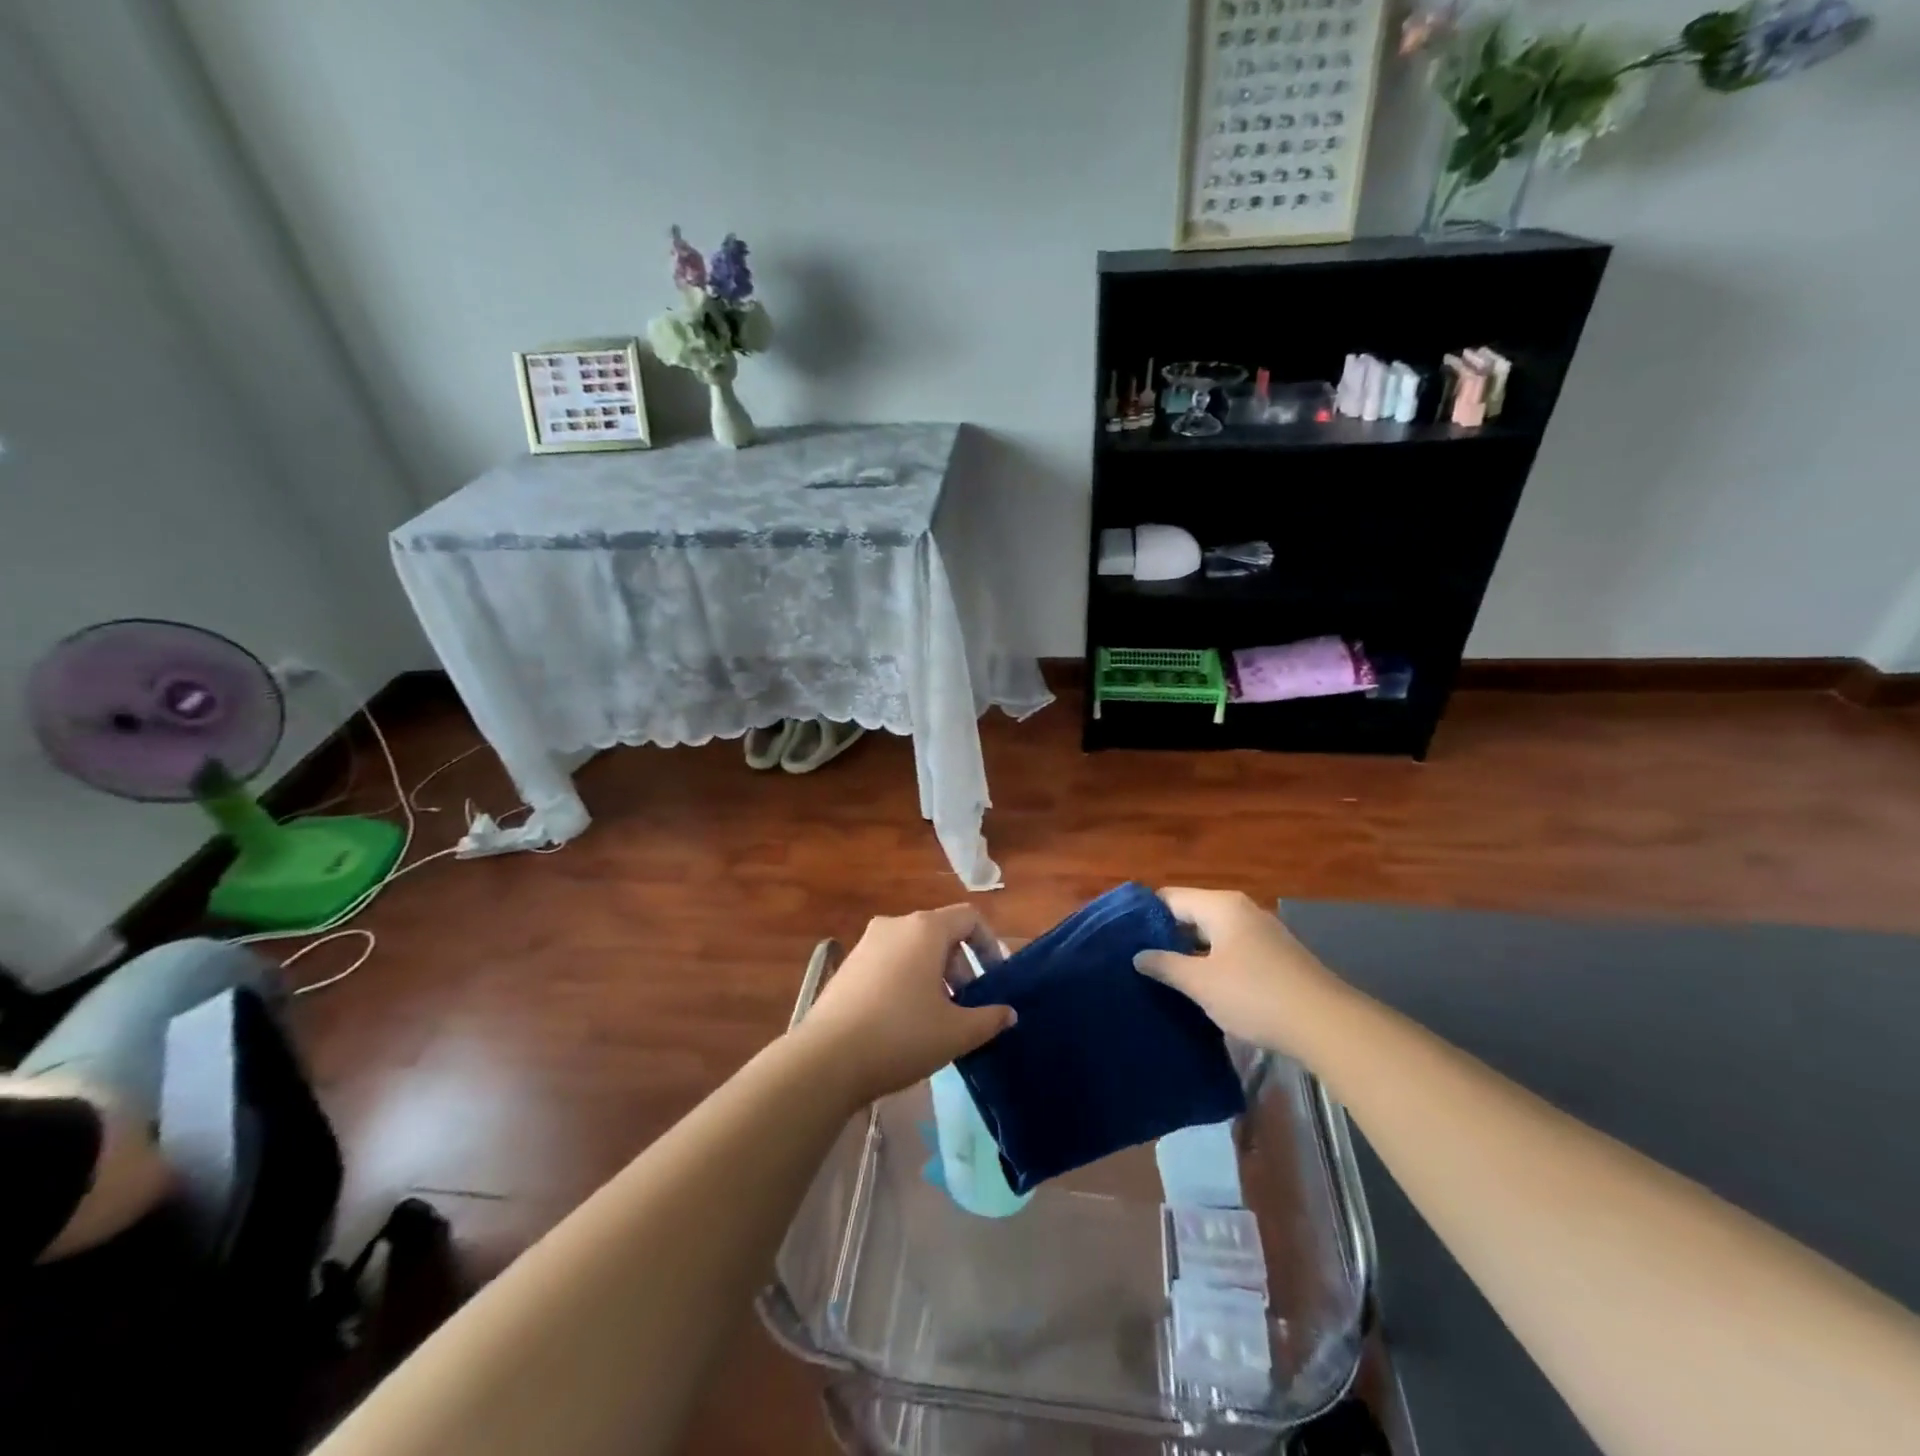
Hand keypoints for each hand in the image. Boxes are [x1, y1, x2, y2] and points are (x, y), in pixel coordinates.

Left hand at [793, 905, 1015, 1105]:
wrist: (826, 1059)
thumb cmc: (901, 1036)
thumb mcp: (956, 1032)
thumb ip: (989, 1019)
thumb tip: (1008, 1014)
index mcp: (925, 929)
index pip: (969, 918)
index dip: (989, 945)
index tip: (994, 980)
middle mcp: (894, 925)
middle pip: (940, 934)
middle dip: (960, 966)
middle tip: (966, 1006)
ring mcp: (866, 944)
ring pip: (913, 950)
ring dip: (933, 976)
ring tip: (937, 1018)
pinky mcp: (847, 966)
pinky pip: (888, 963)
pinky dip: (905, 982)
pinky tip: (902, 1022)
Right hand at [1133, 888, 1344, 1060]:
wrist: (1327, 1025)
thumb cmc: (1255, 995)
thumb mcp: (1200, 983)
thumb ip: (1165, 966)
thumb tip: (1138, 956)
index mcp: (1220, 906)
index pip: (1169, 898)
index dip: (1144, 916)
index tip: (1122, 938)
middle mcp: (1241, 910)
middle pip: (1191, 914)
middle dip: (1165, 936)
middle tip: (1137, 960)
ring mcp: (1262, 933)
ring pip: (1212, 935)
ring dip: (1189, 953)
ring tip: (1162, 976)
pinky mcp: (1276, 957)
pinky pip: (1232, 951)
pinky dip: (1213, 964)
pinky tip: (1200, 988)